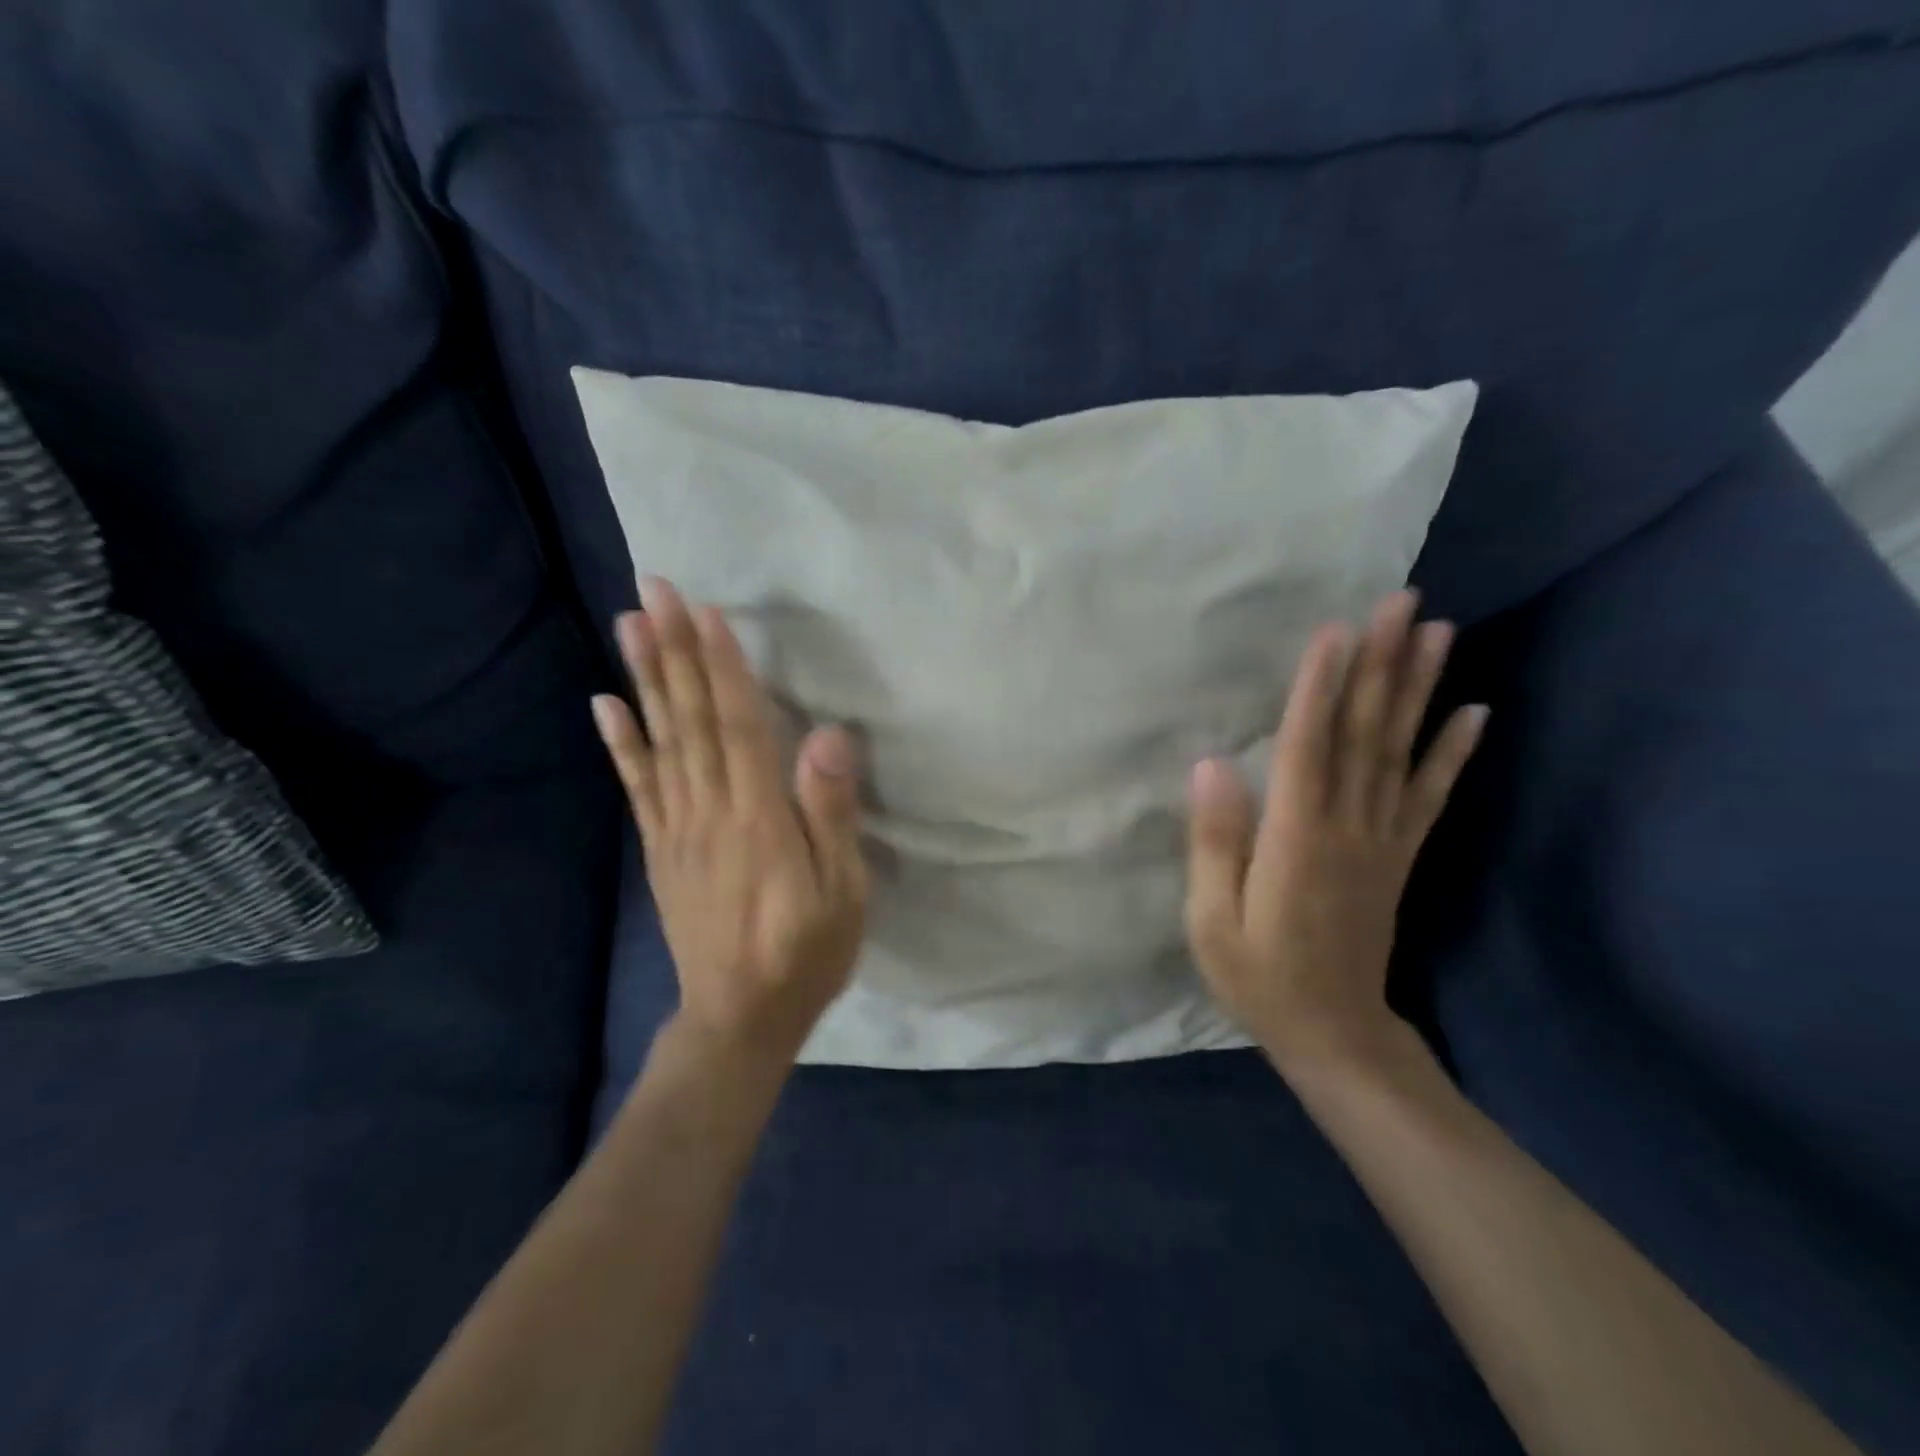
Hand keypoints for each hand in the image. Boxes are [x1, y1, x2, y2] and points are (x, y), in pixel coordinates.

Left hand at [592, 577, 868, 1062]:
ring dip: (645, 679)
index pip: (738, 725)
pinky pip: (638, 789)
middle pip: (691, 719)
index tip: (705, 612)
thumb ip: (831, 814)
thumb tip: (826, 737)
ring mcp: (677, 829)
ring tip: (629, 626)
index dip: (722, 666)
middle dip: (675, 651)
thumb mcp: (842, 892)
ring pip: (660, 742)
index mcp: (758, 817)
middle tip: (654, 590)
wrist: (738, 1018)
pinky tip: (605, 705)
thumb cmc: (806, 952)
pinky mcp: (661, 850)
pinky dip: (621, 744)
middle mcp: (708, 811)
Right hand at [1184, 590, 1487, 1075]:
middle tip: (1401, 603)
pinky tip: (1474, 712)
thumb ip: (1215, 841)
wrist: (1335, 1034)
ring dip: (1421, 689)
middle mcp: (1348, 828)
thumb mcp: (1211, 919)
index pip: (1307, 748)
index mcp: (1295, 839)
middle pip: (1365, 735)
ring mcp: (1382, 841)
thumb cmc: (1259, 976)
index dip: (1320, 688)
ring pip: (1402, 753)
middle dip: (1382, 665)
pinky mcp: (1400, 857)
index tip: (1335, 631)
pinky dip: (1453, 753)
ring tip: (1439, 632)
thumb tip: (1211, 765)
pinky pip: (1430, 797)